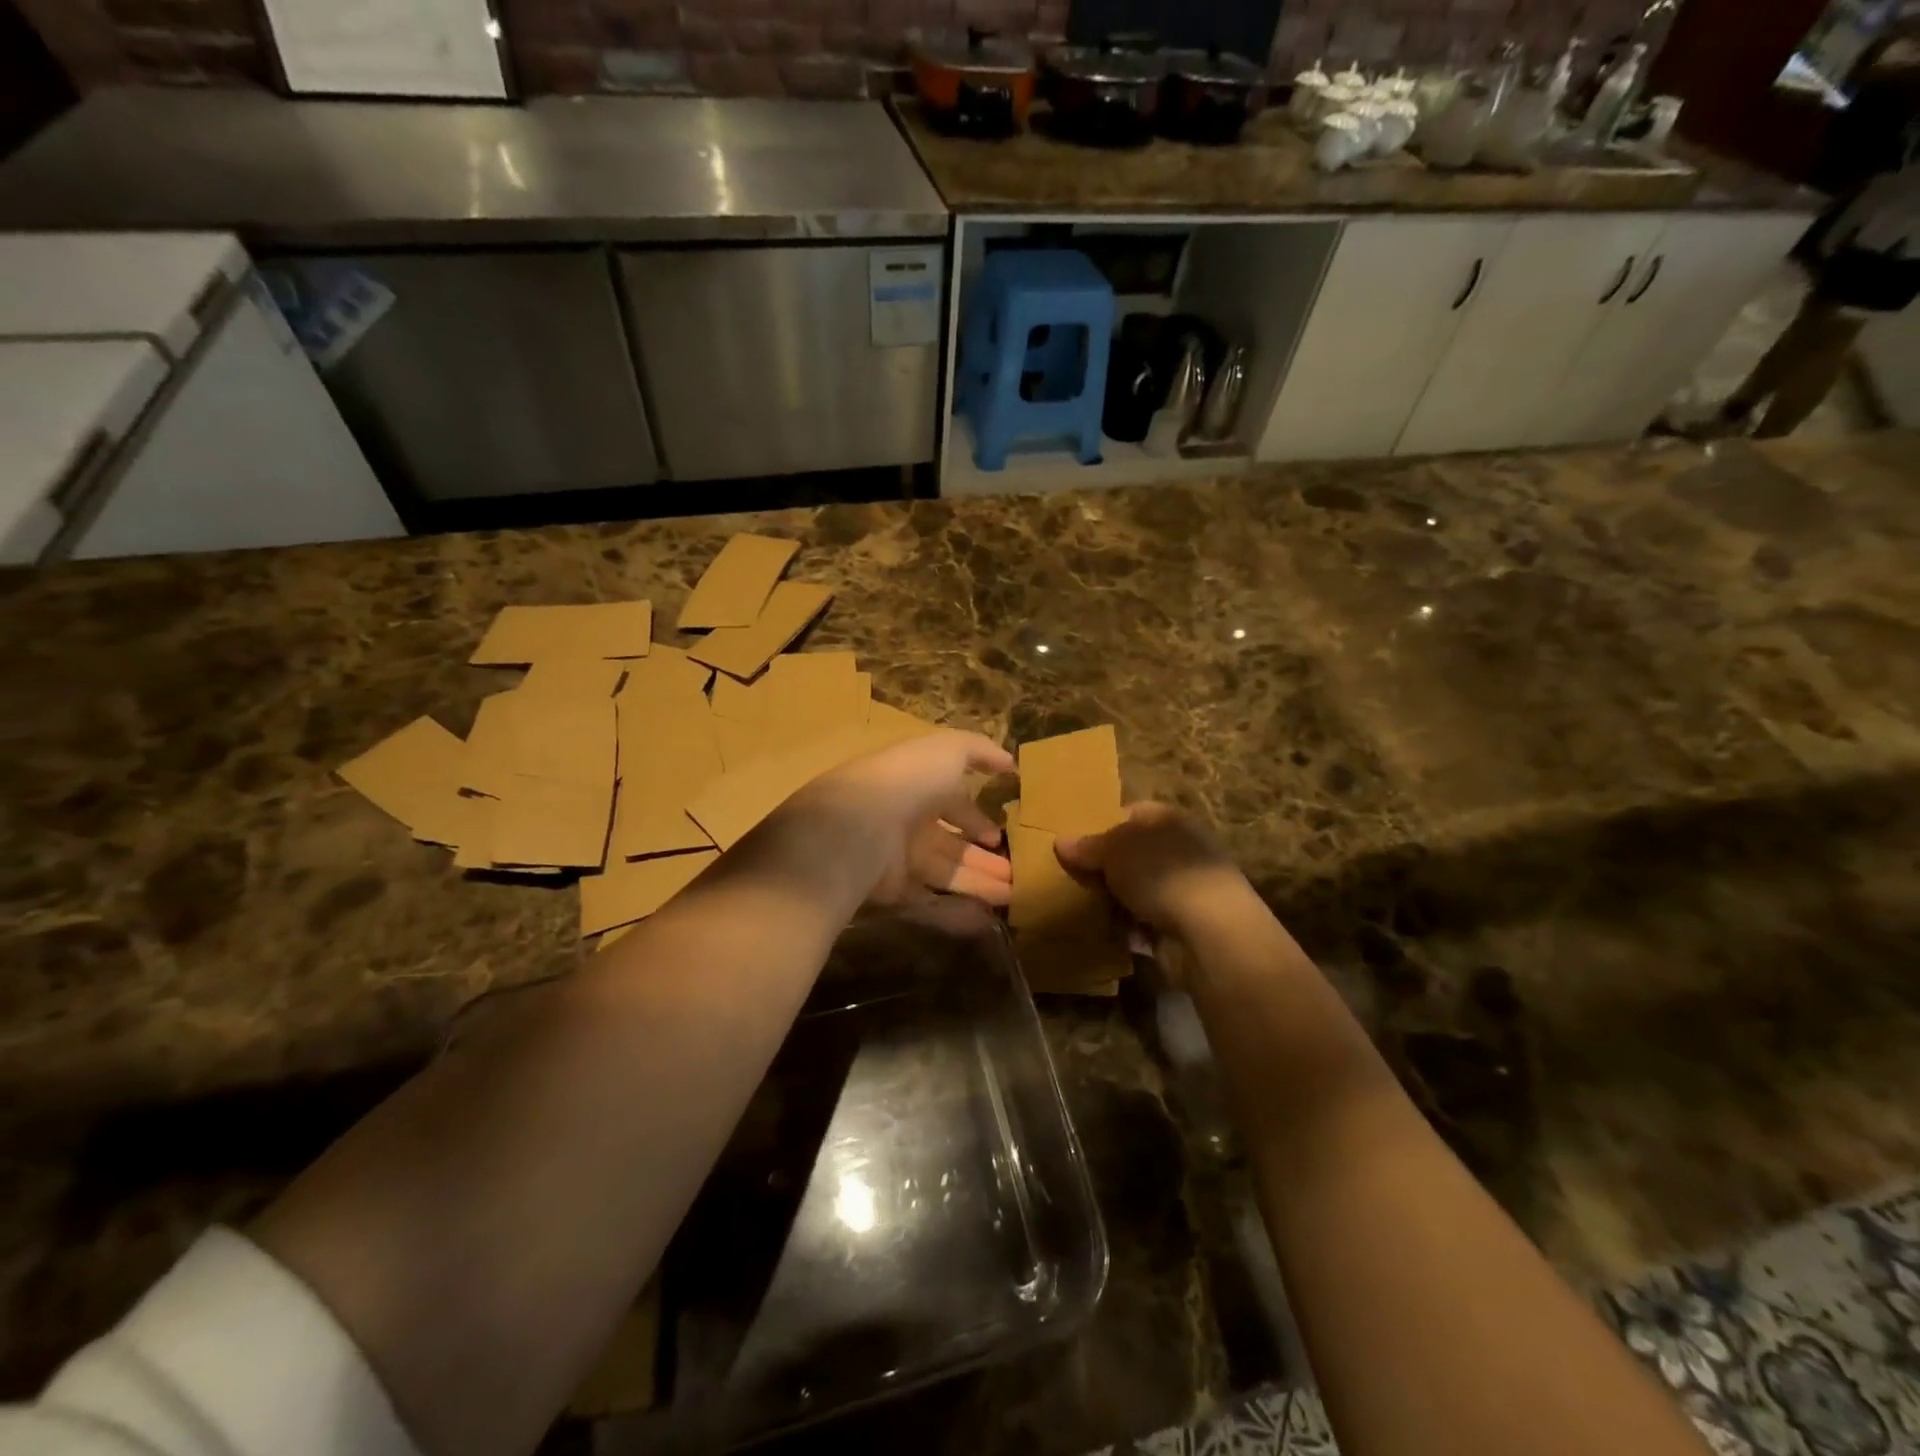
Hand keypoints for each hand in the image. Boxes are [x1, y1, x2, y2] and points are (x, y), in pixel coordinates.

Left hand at [790, 731, 1015, 907]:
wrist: (860, 825)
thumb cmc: (909, 780)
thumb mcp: (948, 751)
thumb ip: (979, 751)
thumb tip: (1008, 762)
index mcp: (918, 786)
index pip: (951, 803)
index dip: (976, 818)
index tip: (1000, 835)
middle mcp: (907, 822)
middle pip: (950, 843)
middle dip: (982, 856)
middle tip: (1014, 873)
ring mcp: (898, 858)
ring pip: (945, 873)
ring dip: (979, 883)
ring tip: (1012, 894)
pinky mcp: (891, 892)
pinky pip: (929, 903)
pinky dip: (956, 913)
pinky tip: (985, 919)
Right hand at [1054, 802, 1248, 932]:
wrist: (1210, 931)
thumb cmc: (1161, 873)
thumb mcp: (1115, 850)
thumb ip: (1087, 846)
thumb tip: (1061, 841)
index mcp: (1169, 820)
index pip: (1130, 813)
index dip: (1102, 825)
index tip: (1075, 844)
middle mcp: (1180, 849)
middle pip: (1132, 854)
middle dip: (1104, 867)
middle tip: (1071, 877)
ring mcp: (1185, 888)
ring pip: (1137, 889)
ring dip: (1114, 899)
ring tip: (1081, 906)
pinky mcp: (1184, 924)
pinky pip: (1145, 920)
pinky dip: (1128, 927)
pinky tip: (1106, 932)